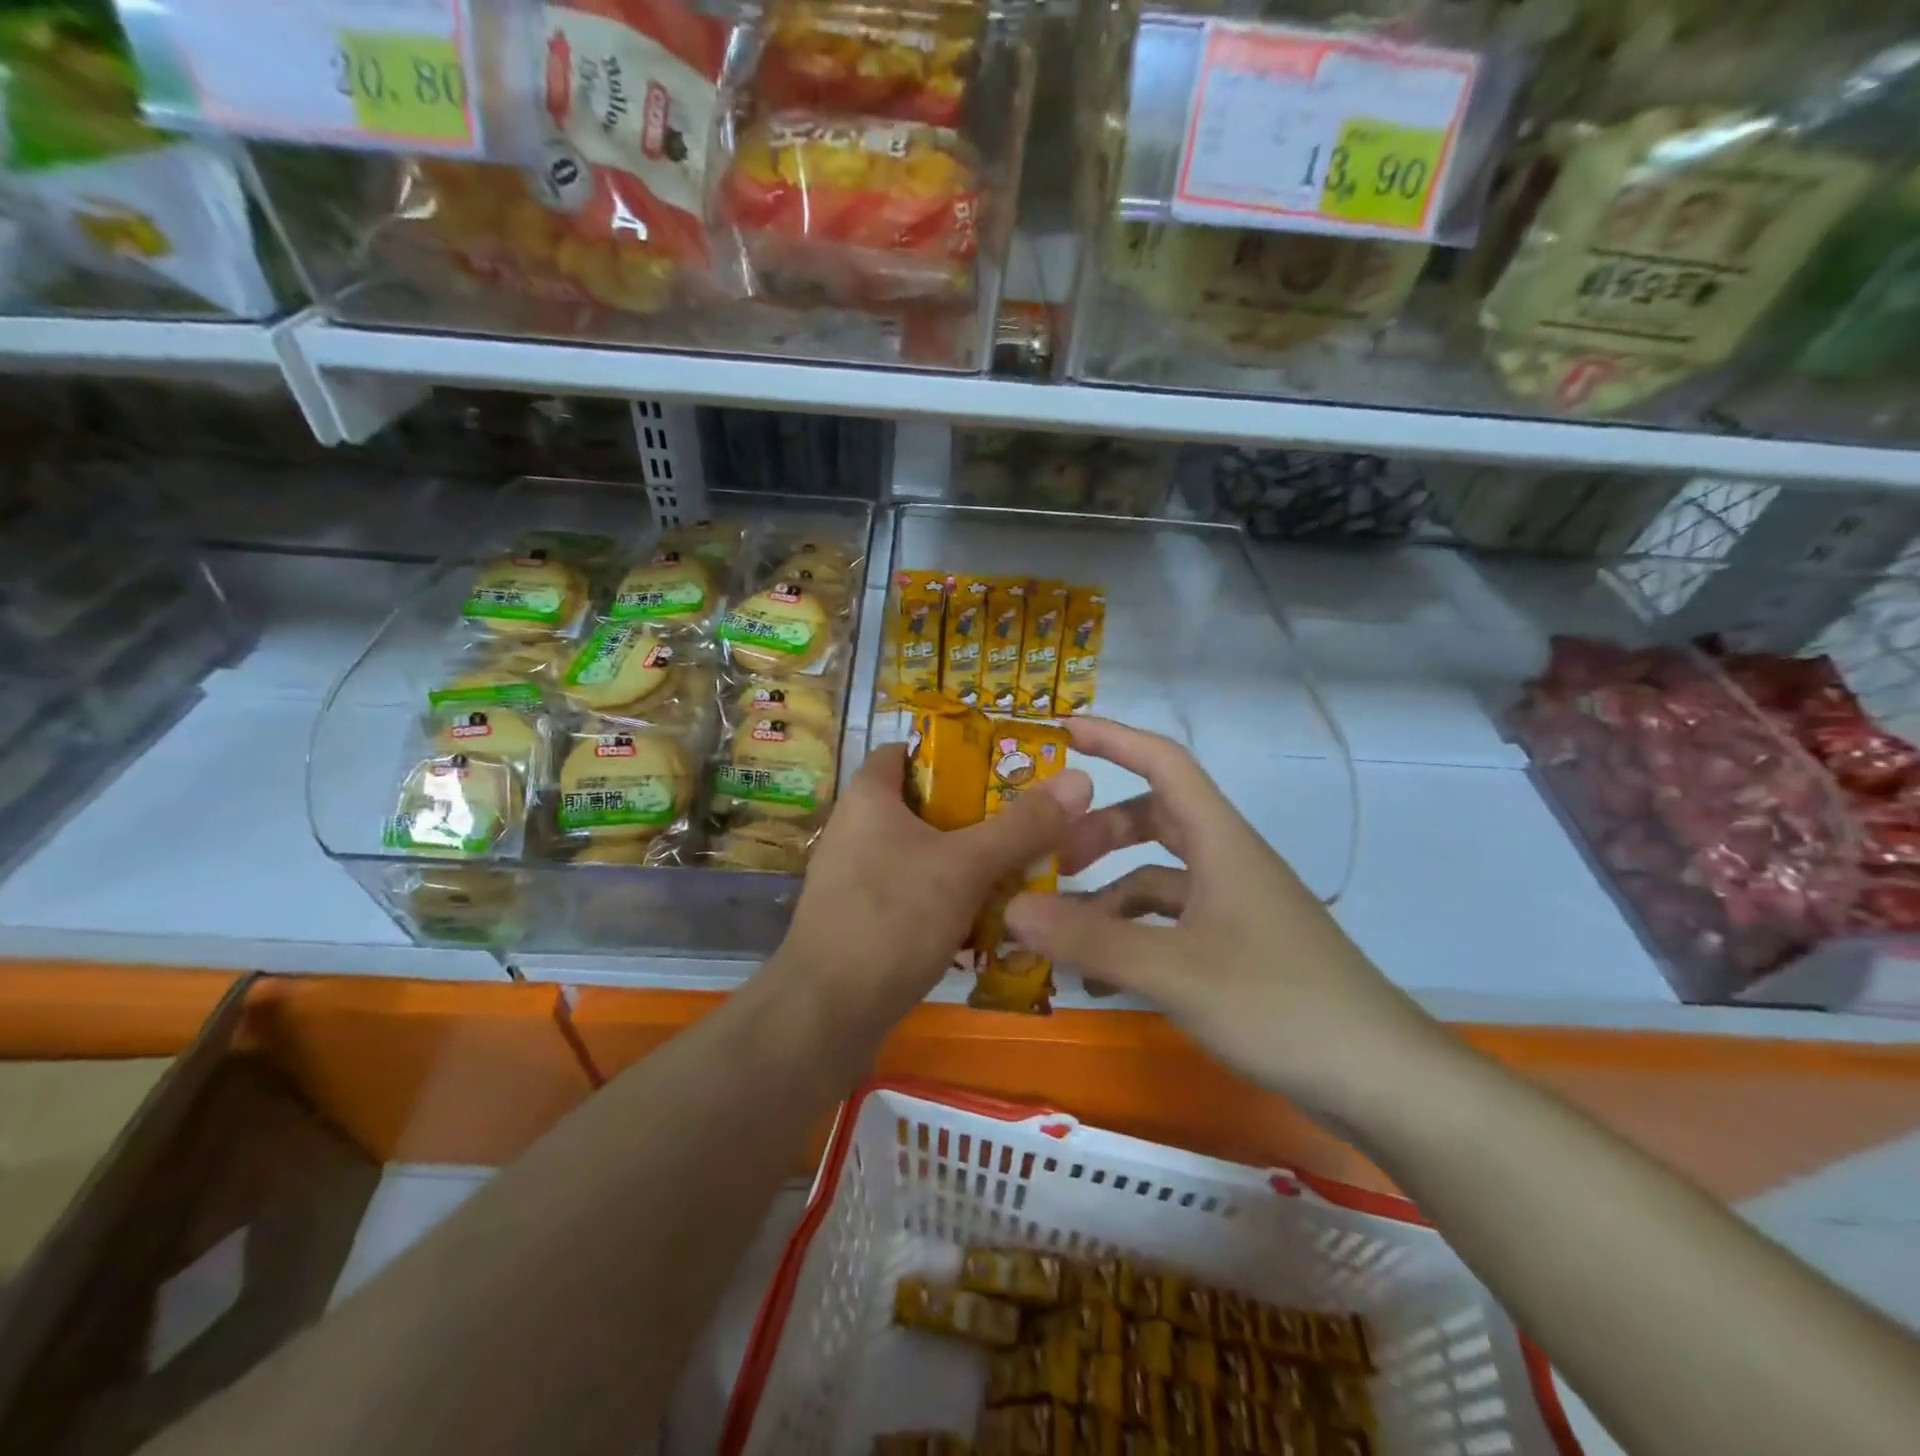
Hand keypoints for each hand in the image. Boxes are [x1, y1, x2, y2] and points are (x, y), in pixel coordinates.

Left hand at [776, 741, 1093, 1029]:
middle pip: (926, 805)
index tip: (1004, 769)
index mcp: (869, 797)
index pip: (909, 751)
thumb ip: (1022, 825)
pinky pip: (915, 894)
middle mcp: (857, 829)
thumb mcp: (965, 866)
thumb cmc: (892, 918)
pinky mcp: (863, 920)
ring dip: (969, 862)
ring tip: (1022, 871)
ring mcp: (857, 878)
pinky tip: (989, 920)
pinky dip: (950, 899)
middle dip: (977, 815)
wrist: (826, 1014)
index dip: (955, 753)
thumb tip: (1080, 779)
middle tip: (1029, 824)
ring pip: (925, 855)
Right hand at [1003, 719, 1442, 1113]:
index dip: (1114, 739)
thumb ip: (1090, 939)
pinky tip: (1103, 976)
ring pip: (1159, 878)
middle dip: (1099, 831)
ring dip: (1110, 894)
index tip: (1062, 732)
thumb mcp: (1174, 971)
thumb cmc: (1280, 1005)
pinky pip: (1173, 923)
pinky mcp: (1240, 948)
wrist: (1384, 1081)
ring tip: (1061, 932)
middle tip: (1051, 858)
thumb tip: (1011, 909)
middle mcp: (1228, 862)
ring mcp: (1236, 907)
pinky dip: (1134, 936)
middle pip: (1155, 819)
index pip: (1164, 763)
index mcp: (1221, 842)